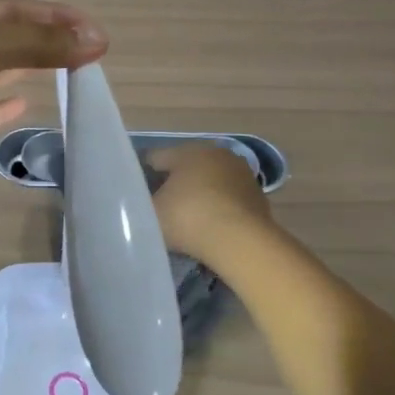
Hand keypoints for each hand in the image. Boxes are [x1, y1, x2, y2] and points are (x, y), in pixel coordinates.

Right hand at [147, 142, 273, 259]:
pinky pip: (228, 198)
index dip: (142, 176)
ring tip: (186, 221)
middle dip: (172, 184)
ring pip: (209, 181)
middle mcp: (216, 154)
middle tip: (160, 208)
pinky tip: (210, 227)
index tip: (136, 196)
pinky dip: (218, 208)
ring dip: (198, 195)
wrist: (241, 242)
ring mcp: (241, 174)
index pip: (155, 158)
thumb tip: (137, 201)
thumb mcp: (150, 212)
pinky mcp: (258, 196)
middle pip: (185, 167)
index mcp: (187, 151)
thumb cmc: (188, 219)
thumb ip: (139, 202)